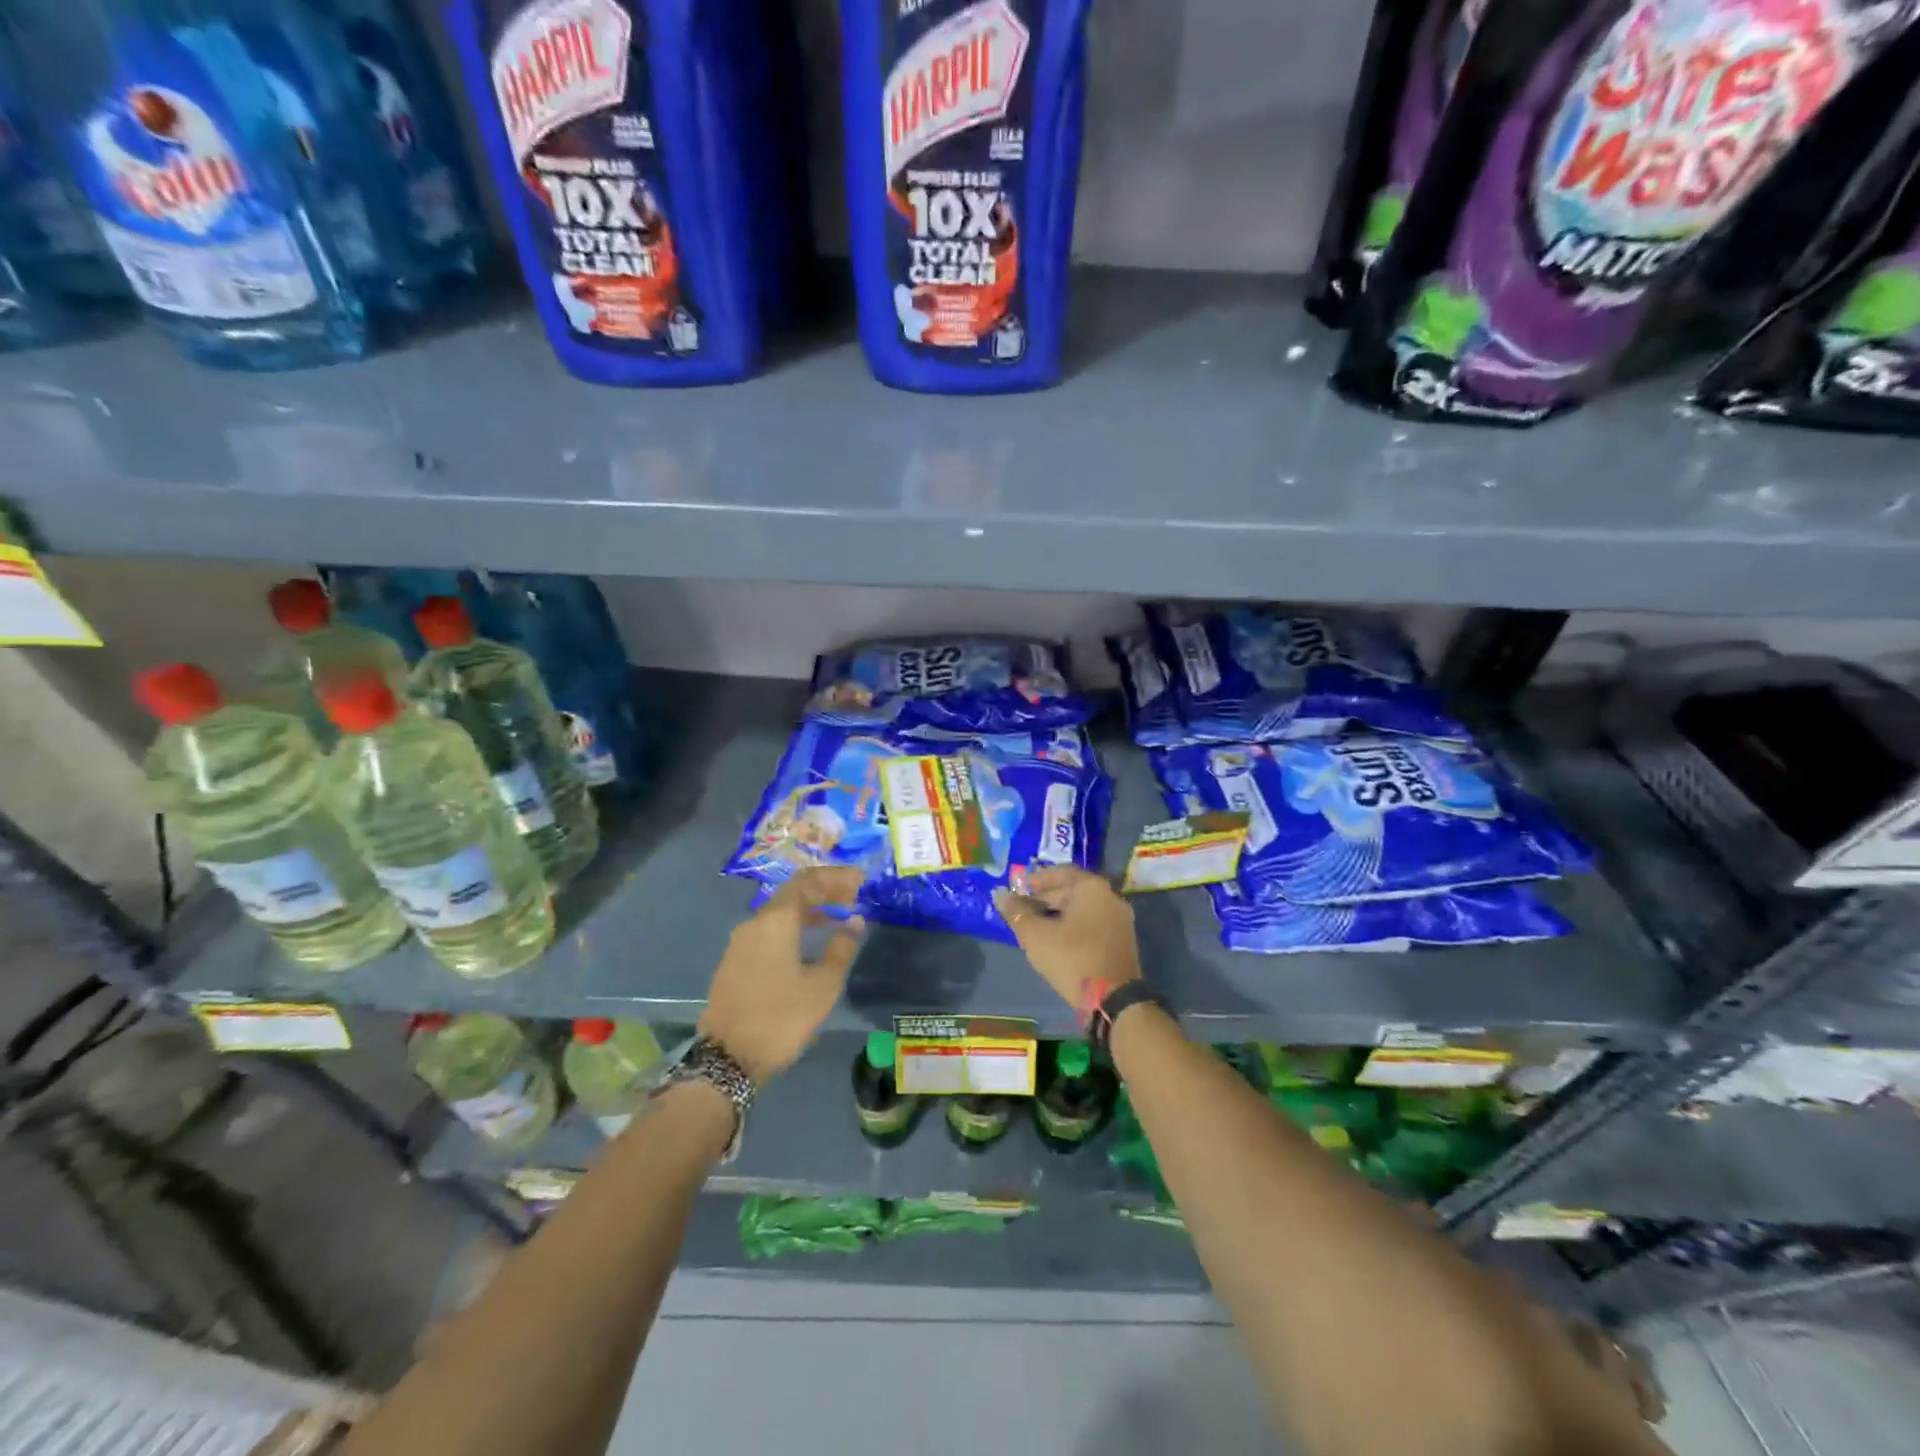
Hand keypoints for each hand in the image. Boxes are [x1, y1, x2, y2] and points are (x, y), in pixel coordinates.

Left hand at [700, 867, 864, 1083]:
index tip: (859, 880)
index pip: (807, 881)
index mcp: (776, 921)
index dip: (835, 877)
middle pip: (792, 894)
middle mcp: (754, 923)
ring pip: (779, 914)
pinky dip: (793, 928)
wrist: (727, 1059)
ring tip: (836, 919)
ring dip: (809, 911)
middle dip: (823, 892)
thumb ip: (841, 948)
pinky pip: (769, 931)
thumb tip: (853, 921)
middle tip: (852, 897)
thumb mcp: (822, 986)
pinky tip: (809, 943)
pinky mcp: (734, 962)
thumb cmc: (781, 1018)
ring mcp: (740, 943)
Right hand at [993, 866, 1140, 1014]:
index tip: (1015, 889)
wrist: (1113, 1000)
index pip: (1059, 872)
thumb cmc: (1072, 958)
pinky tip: (1054, 940)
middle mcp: (1110, 896)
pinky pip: (1091, 923)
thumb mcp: (1036, 935)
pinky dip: (1072, 926)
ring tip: (1033, 926)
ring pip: (1081, 909)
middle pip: (1071, 890)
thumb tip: (1001, 896)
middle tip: (1020, 910)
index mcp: (1092, 887)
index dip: (1034, 880)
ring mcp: (1119, 919)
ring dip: (1056, 914)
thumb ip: (1017, 912)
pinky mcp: (1122, 940)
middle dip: (1043, 898)